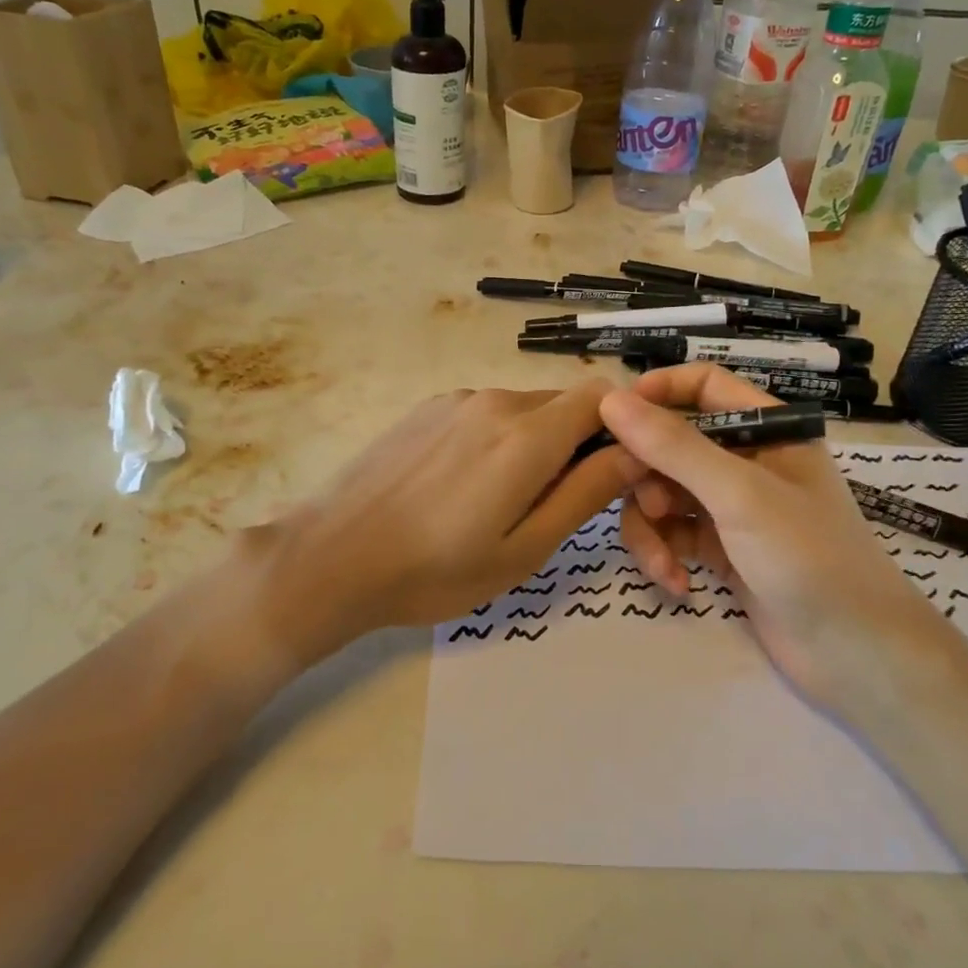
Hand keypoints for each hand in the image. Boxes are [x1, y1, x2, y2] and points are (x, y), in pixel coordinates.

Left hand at [249, 382, 633, 658]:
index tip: (615, 472)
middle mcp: (494, 401)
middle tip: (554, 504)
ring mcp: (456, 400)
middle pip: (562, 405)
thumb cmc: (436, 570)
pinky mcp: (426, 409)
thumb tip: (635, 453)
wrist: (332, 557)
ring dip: (533, 445)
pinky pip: (484, 414)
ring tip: (500, 503)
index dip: (621, 428)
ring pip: (523, 411)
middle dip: (576, 444)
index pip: (602, 397)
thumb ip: (585, 493)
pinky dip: (495, 441)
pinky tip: (461, 487)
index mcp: (527, 435)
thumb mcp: (524, 549)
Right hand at [598, 366, 940, 710]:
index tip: (614, 417)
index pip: (703, 386)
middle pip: (672, 443)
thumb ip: (674, 446)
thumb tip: (610, 400)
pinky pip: (672, 534)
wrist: (856, 656)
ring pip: (664, 493)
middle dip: (647, 475)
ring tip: (660, 562)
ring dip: (651, 526)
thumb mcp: (739, 494)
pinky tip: (676, 585)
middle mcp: (747, 460)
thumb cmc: (809, 557)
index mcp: (767, 429)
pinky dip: (665, 555)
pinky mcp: (721, 549)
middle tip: (642, 505)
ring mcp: (732, 507)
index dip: (657, 392)